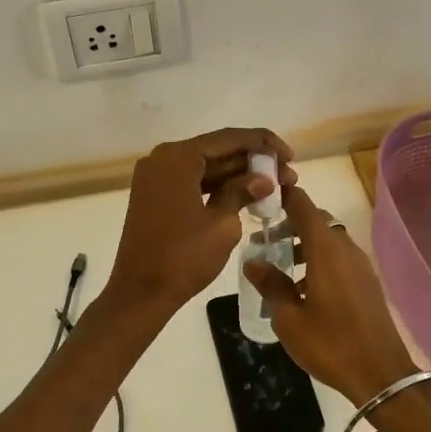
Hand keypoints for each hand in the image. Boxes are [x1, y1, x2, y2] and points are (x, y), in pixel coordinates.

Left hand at [104, 127, 294, 315]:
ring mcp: (156, 177)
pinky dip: (217, 187)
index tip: (290, 156)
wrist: (140, 292)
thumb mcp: (222, 224)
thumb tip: (264, 179)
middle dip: (253, 161)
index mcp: (178, 157)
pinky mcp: (154, 196)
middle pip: (216, 151)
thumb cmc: (183, 257)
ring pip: (205, 167)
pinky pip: (192, 182)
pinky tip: (245, 195)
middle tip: (287, 175)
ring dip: (237, 175)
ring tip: (273, 186)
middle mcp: (163, 158)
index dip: (263, 144)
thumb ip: (243, 192)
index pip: (229, 138)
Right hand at [243, 184, 420, 405]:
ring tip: (281, 266)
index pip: (303, 205)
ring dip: (304, 244)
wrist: (381, 374)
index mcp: (326, 249)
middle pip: (316, 221)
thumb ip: (271, 285)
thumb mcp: (289, 318)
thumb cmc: (330, 343)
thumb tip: (253, 261)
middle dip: (290, 224)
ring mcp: (360, 265)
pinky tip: (304, 287)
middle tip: (264, 240)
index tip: (262, 198)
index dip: (283, 195)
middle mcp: (345, 249)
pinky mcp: (368, 282)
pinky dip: (319, 260)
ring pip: (329, 240)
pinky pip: (339, 258)